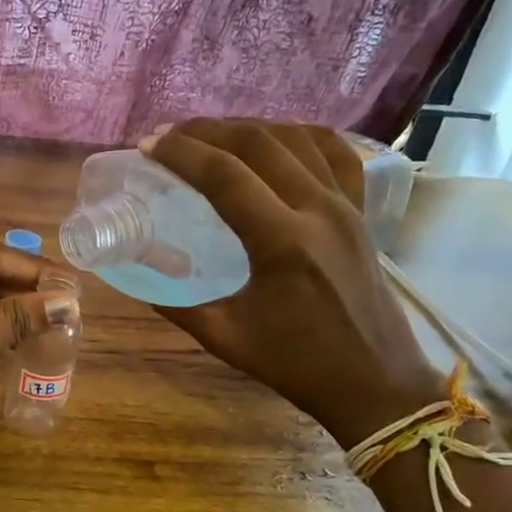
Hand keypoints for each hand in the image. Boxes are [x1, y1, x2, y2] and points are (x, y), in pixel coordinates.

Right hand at [145, 119, 441, 447]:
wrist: (374, 383)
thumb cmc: (297, 365)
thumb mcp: (225, 337)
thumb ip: (175, 303)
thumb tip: (136, 271)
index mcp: (282, 243)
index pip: (224, 176)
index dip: (181, 153)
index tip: (148, 145)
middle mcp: (319, 211)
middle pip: (258, 144)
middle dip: (207, 131)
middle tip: (170, 136)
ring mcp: (347, 206)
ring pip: (296, 139)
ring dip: (248, 128)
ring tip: (212, 135)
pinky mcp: (362, 212)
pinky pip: (336, 154)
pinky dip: (301, 136)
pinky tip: (277, 138)